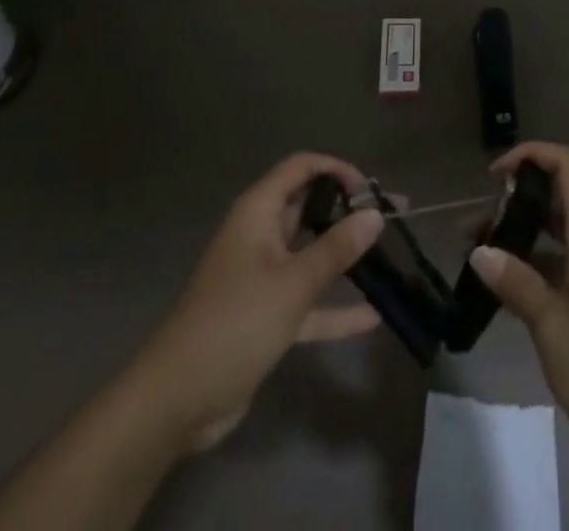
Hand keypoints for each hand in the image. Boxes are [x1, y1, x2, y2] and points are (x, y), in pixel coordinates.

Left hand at [141, 152, 386, 452]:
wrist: (176, 400)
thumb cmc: (235, 323)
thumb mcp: (292, 283)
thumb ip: (336, 249)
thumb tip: (375, 216)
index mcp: (258, 212)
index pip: (301, 168)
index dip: (336, 169)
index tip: (370, 190)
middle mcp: (260, 235)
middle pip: (308, 208)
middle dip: (348, 211)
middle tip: (392, 217)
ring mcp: (262, 277)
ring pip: (311, 254)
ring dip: (345, 255)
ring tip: (390, 255)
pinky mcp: (265, 316)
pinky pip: (307, 301)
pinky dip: (334, 307)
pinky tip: (372, 316)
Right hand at [470, 143, 568, 477]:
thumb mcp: (553, 330)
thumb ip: (517, 285)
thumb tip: (481, 251)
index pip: (568, 166)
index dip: (532, 154)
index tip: (494, 175)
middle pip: (560, 198)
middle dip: (514, 202)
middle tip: (473, 229)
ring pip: (562, 233)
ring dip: (524, 236)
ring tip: (482, 259)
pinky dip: (540, 263)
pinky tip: (512, 292)